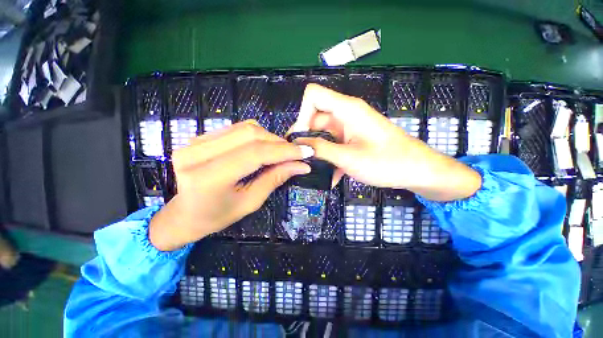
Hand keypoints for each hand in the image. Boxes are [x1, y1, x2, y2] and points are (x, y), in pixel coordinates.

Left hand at [149, 120, 313, 250]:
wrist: (185, 213)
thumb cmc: (218, 215)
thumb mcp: (251, 202)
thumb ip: (275, 178)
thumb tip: (302, 165)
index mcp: (208, 178)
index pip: (255, 154)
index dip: (284, 151)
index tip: (306, 152)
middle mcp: (197, 154)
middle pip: (250, 134)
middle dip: (279, 142)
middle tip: (295, 153)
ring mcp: (194, 141)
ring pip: (244, 128)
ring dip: (269, 138)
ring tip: (281, 151)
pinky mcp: (199, 137)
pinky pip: (236, 129)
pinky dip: (256, 135)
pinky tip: (264, 147)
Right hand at [291, 84, 480, 200]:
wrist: (417, 171)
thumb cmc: (387, 162)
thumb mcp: (349, 158)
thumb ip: (321, 149)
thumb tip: (298, 145)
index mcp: (347, 109)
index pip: (313, 96)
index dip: (302, 114)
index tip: (301, 139)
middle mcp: (346, 114)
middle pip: (315, 118)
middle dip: (305, 139)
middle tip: (300, 159)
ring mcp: (349, 128)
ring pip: (322, 134)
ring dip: (316, 152)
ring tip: (311, 170)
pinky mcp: (352, 139)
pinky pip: (333, 144)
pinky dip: (328, 158)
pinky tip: (328, 177)